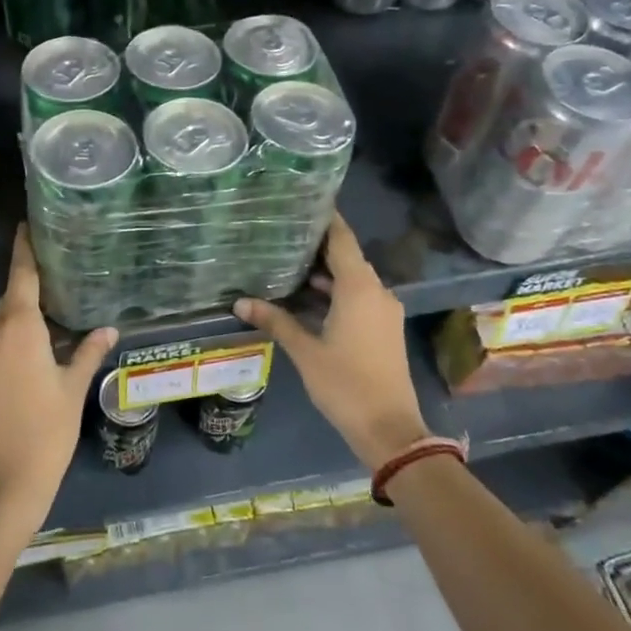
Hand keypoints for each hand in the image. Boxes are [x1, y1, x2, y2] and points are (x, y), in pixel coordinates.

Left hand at [0, 226, 115, 533]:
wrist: (0, 485)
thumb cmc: (47, 432)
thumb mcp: (73, 390)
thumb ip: (88, 352)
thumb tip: (109, 329)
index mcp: (18, 328)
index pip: (22, 275)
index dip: (24, 248)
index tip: (26, 225)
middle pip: (10, 299)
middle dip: (30, 291)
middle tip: (56, 285)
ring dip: (19, 322)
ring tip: (47, 330)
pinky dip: (5, 343)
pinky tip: (25, 361)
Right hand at [235, 214, 427, 470]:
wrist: (390, 429)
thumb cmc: (346, 384)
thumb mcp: (305, 351)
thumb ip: (275, 321)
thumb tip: (240, 302)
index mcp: (359, 288)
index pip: (342, 239)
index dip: (326, 218)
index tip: (304, 201)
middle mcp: (376, 291)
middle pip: (346, 257)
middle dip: (317, 246)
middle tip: (283, 232)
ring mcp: (383, 311)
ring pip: (352, 279)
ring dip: (324, 273)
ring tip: (287, 263)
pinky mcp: (383, 328)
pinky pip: (358, 297)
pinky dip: (335, 292)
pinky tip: (307, 297)